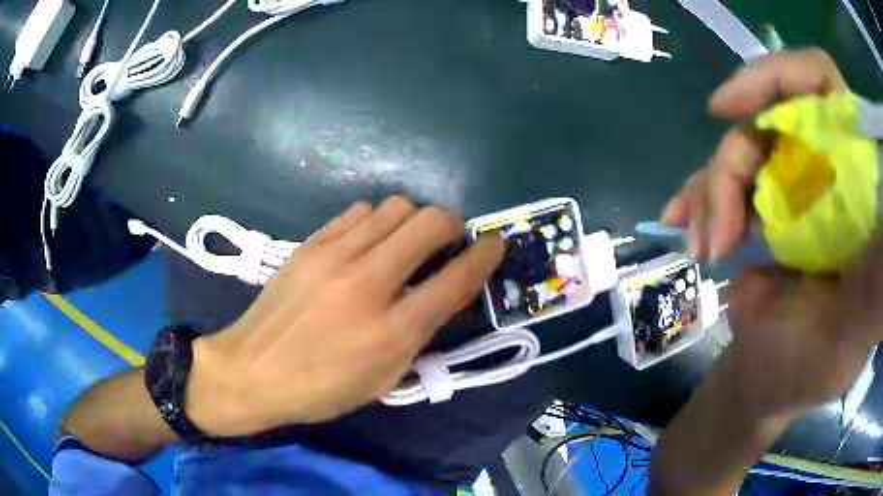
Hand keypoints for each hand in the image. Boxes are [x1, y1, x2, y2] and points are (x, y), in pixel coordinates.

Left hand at [185, 197, 504, 435]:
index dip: (485, 256)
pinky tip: (368, 242)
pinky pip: (358, 212)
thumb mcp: (383, 379)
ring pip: (395, 207)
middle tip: (447, 242)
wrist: (253, 370)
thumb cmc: (321, 388)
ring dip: (412, 220)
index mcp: (392, 331)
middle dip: (452, 225)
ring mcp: (335, 257)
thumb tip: (442, 294)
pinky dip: (375, 221)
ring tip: (405, 242)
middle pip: (429, 223)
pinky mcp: (310, 244)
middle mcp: (368, 284)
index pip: (455, 280)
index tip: (495, 244)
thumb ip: (419, 334)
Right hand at [659, 48, 875, 418]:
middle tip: (721, 231)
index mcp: (854, 186)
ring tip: (701, 247)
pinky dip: (696, 196)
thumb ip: (869, 287)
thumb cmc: (814, 366)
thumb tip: (867, 236)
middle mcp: (822, 168)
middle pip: (769, 118)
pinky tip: (677, 221)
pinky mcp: (756, 206)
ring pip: (739, 148)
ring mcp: (786, 185)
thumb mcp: (850, 334)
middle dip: (735, 161)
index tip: (735, 110)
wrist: (770, 380)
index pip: (823, 85)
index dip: (782, 78)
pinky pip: (719, 179)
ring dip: (710, 189)